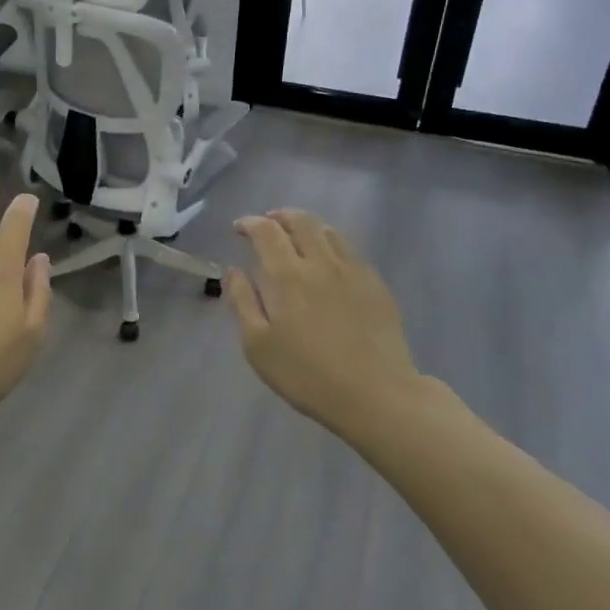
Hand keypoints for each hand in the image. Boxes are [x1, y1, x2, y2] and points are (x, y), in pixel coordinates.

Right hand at [226, 209, 435, 437]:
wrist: (375, 394)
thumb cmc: (307, 374)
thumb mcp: (258, 345)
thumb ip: (242, 301)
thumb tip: (233, 270)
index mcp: (288, 276)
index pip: (266, 231)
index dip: (249, 223)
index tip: (239, 228)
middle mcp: (321, 263)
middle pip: (300, 221)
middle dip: (279, 216)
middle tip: (267, 224)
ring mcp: (353, 271)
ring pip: (328, 231)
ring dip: (306, 226)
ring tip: (296, 237)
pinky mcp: (375, 284)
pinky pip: (349, 250)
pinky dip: (330, 244)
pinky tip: (327, 263)